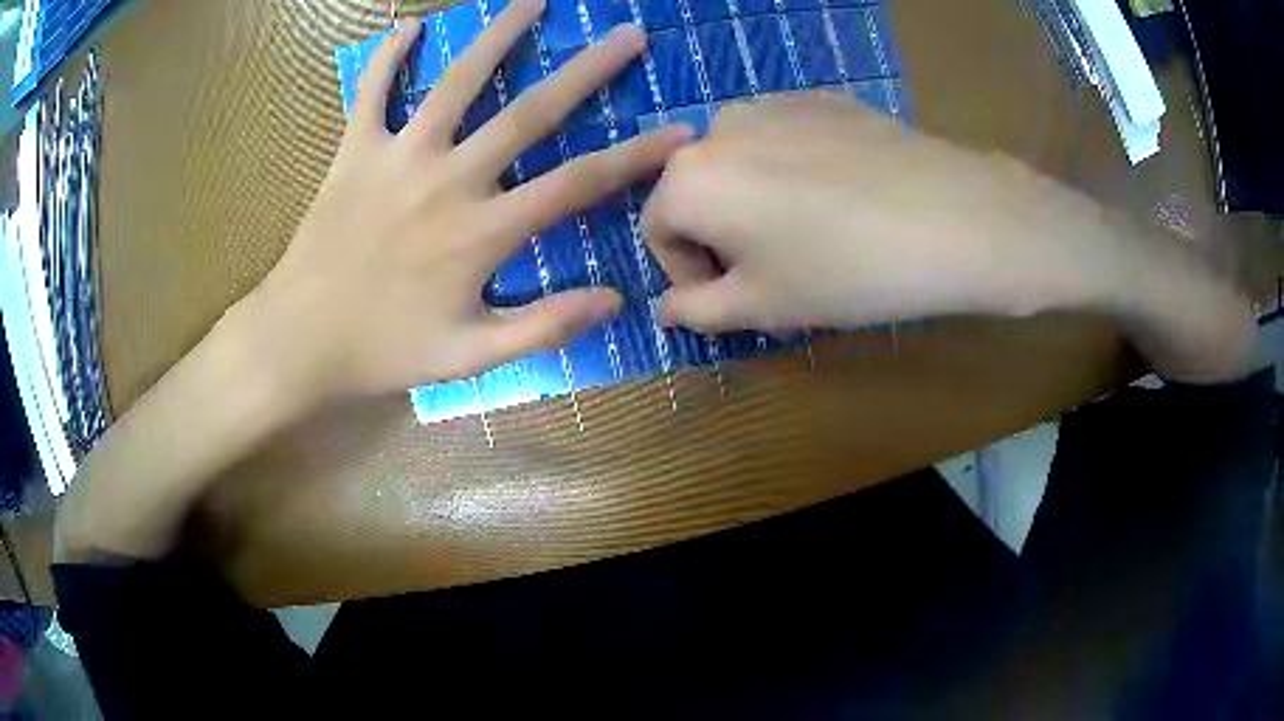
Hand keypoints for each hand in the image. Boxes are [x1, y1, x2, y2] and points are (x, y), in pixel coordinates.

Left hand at [238, 1, 689, 402]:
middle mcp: (448, 180)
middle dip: (588, 71)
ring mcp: (398, 157)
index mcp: (481, 231)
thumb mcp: (469, 357)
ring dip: (498, 36)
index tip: (680, 132)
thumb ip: (543, 327)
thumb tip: (614, 300)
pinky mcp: (354, 151)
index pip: (577, 184)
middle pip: (530, 112)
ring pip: (457, 82)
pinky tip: (407, 27)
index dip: (635, 157)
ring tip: (533, 1)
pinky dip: (388, 58)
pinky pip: (371, 92)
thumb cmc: (383, 350)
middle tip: (627, 35)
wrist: (299, 340)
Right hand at [643, 92, 1123, 332]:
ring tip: (811, 235)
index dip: (688, 273)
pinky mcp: (821, 98)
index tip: (734, 299)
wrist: (950, 216)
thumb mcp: (762, 306)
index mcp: (688, 178)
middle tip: (774, 274)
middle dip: (722, 237)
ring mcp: (773, 103)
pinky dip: (794, 172)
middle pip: (697, 191)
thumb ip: (697, 311)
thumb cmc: (845, 271)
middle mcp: (717, 127)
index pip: (658, 232)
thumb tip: (664, 309)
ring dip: (756, 202)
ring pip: (742, 163)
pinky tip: (843, 199)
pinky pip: (785, 140)